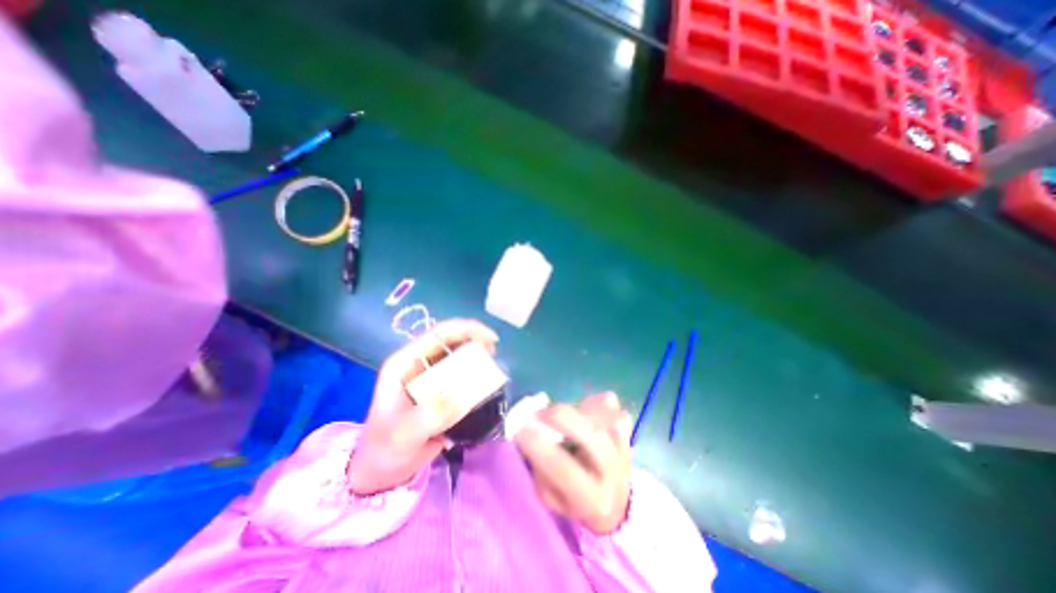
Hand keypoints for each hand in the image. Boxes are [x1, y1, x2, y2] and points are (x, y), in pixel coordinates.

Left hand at [346, 321, 496, 494]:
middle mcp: (418, 364)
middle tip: (494, 354)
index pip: (438, 334)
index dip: (466, 329)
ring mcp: (430, 376)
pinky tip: (486, 383)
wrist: (381, 470)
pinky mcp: (440, 389)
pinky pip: (461, 374)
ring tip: (493, 367)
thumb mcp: (402, 435)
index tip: (490, 339)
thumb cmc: (384, 449)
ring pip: (458, 355)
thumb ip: (427, 417)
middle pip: (451, 340)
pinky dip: (476, 374)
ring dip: (477, 356)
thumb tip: (460, 397)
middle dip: (475, 341)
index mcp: (405, 363)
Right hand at [515, 392, 628, 534]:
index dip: (540, 447)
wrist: (616, 504)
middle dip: (562, 417)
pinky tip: (586, 408)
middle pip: (592, 437)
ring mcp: (624, 449)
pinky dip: (596, 402)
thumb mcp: (552, 498)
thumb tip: (529, 433)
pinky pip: (613, 407)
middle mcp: (613, 473)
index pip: (565, 470)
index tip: (521, 429)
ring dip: (579, 408)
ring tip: (566, 412)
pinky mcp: (628, 431)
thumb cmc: (574, 500)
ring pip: (604, 418)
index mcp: (591, 498)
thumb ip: (540, 469)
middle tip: (541, 411)